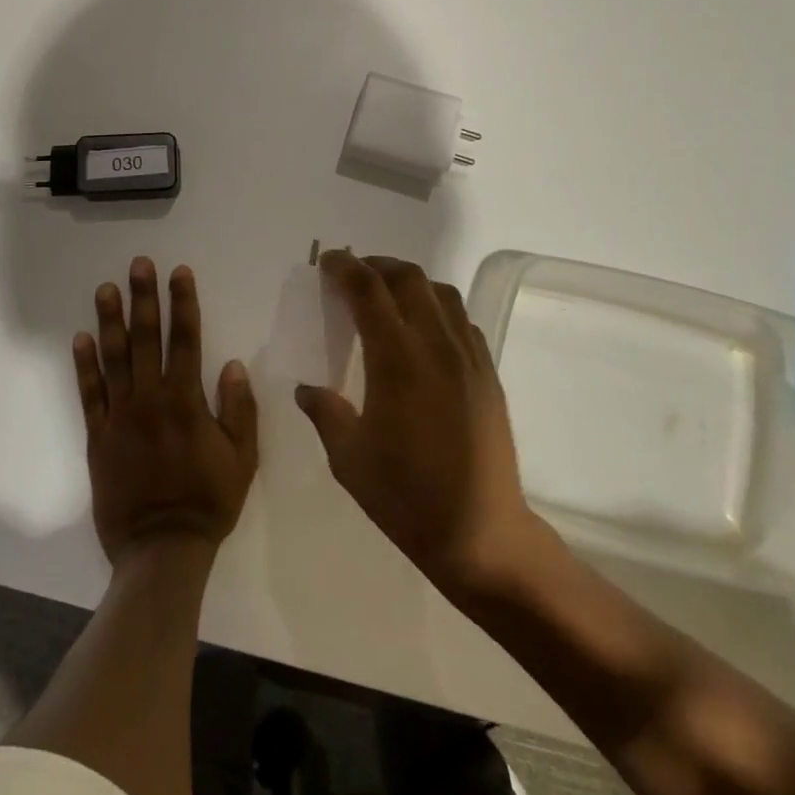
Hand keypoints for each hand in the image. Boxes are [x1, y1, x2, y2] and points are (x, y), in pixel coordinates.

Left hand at [75, 258, 257, 564]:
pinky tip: (81, 339)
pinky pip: (89, 394)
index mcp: (187, 401)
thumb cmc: (209, 501)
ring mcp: (120, 416)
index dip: (184, 303)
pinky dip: (84, 365)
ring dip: (111, 320)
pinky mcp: (98, 436)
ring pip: (114, 358)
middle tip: (138, 265)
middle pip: (147, 338)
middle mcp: (151, 399)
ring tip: (106, 289)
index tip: (179, 272)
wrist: (162, 549)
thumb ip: (239, 409)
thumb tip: (231, 364)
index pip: (186, 339)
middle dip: (144, 298)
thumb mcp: (242, 458)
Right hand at [295, 252, 541, 599]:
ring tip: (387, 293)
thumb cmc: (407, 497)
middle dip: (376, 265)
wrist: (480, 532)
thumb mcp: (348, 458)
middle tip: (353, 272)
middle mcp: (436, 345)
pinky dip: (437, 307)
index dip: (345, 269)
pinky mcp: (487, 372)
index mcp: (397, 360)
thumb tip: (307, 389)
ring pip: (441, 292)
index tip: (328, 262)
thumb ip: (325, 413)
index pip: (368, 291)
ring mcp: (468, 356)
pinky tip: (423, 329)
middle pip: (408, 279)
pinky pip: (461, 320)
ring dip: (410, 281)